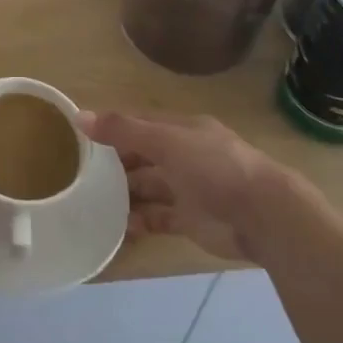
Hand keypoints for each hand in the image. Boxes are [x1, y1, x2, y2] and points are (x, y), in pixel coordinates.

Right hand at [77, 111, 284, 264]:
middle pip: (143, 156)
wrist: (263, 216)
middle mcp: (185, 156)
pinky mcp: (191, 220)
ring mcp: (189, 189)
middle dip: (116, 162)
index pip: (141, 123)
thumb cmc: (213, 167)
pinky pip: (158, 218)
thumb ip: (124, 131)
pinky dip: (139, 221)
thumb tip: (80, 117)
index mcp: (183, 130)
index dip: (113, 127)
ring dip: (124, 193)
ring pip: (149, 187)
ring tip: (91, 199)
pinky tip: (117, 225)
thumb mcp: (166, 141)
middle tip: (81, 171)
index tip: (82, 136)